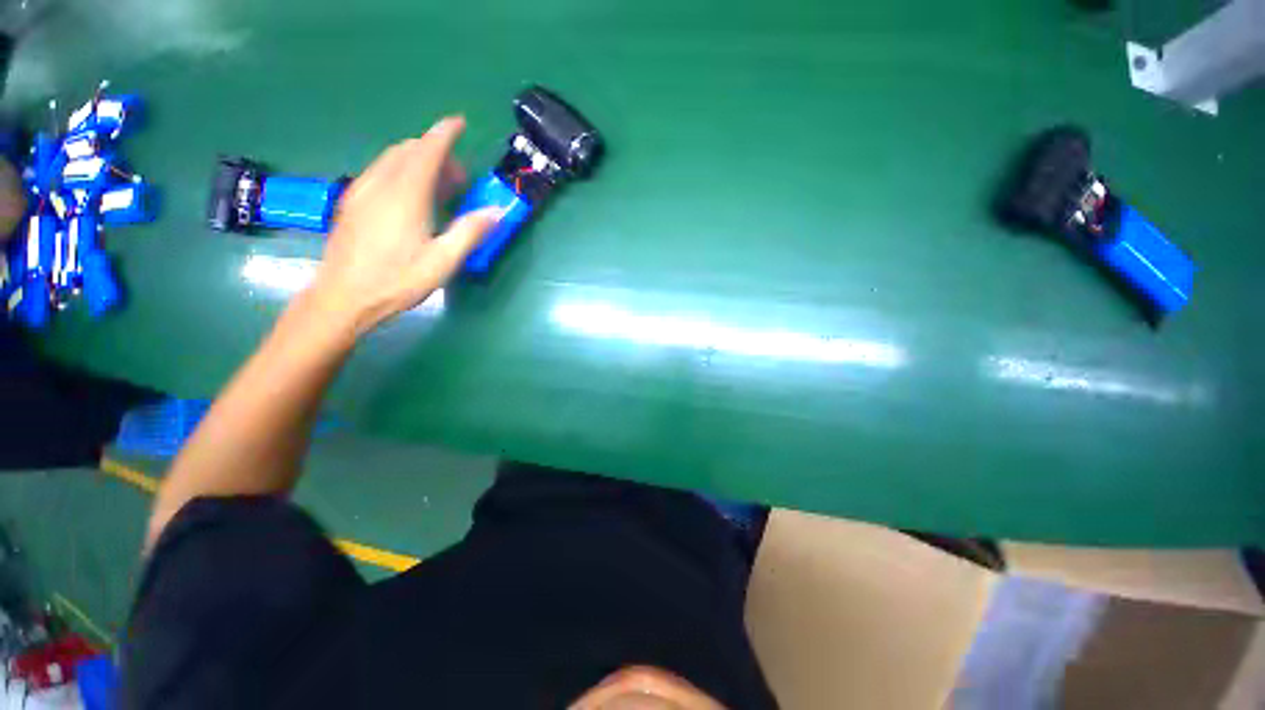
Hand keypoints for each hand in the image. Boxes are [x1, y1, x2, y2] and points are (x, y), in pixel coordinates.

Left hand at [309, 116, 500, 334]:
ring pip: (392, 159)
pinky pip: (380, 172)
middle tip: (459, 177)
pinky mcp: (352, 202)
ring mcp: (362, 191)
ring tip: (440, 187)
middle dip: (436, 152)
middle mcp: (381, 184)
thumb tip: (496, 212)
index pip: (427, 151)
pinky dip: (401, 171)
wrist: (342, 297)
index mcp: (406, 195)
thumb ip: (469, 232)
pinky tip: (412, 197)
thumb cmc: (397, 281)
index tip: (459, 122)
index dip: (444, 133)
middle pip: (408, 151)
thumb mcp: (442, 261)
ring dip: (418, 161)